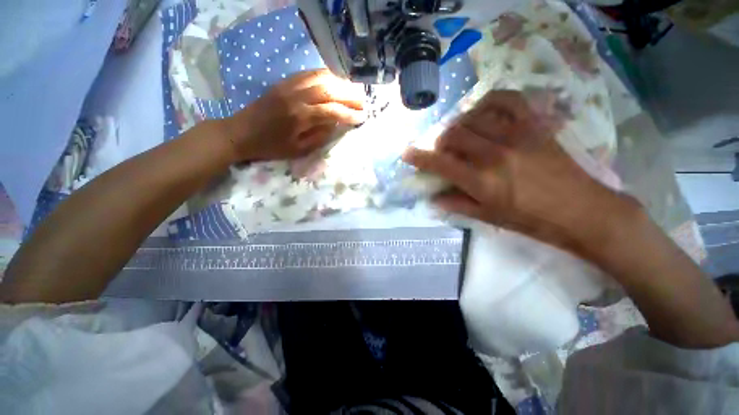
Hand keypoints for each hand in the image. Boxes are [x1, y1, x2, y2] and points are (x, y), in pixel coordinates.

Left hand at [223, 69, 365, 161]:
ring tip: (352, 91)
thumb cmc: (271, 146)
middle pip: (329, 90)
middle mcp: (296, 96)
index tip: (362, 117)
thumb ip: (320, 137)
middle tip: (363, 101)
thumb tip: (337, 125)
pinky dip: (324, 76)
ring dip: (339, 83)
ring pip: (320, 78)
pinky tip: (334, 81)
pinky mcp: (283, 82)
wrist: (240, 133)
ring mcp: (288, 86)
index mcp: (300, 117)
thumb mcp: (298, 150)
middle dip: (349, 95)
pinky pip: (308, 74)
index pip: (332, 111)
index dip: (350, 114)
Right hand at [403, 90, 632, 253]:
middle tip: (441, 150)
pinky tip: (482, 112)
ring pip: (472, 117)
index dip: (419, 157)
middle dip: (439, 142)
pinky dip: (488, 101)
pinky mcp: (534, 124)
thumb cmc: (530, 220)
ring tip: (460, 134)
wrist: (580, 209)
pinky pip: (507, 99)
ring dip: (458, 125)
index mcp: (481, 181)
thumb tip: (433, 199)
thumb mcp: (488, 217)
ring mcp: (516, 135)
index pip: (440, 163)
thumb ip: (457, 204)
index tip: (406, 153)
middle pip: (453, 135)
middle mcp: (494, 154)